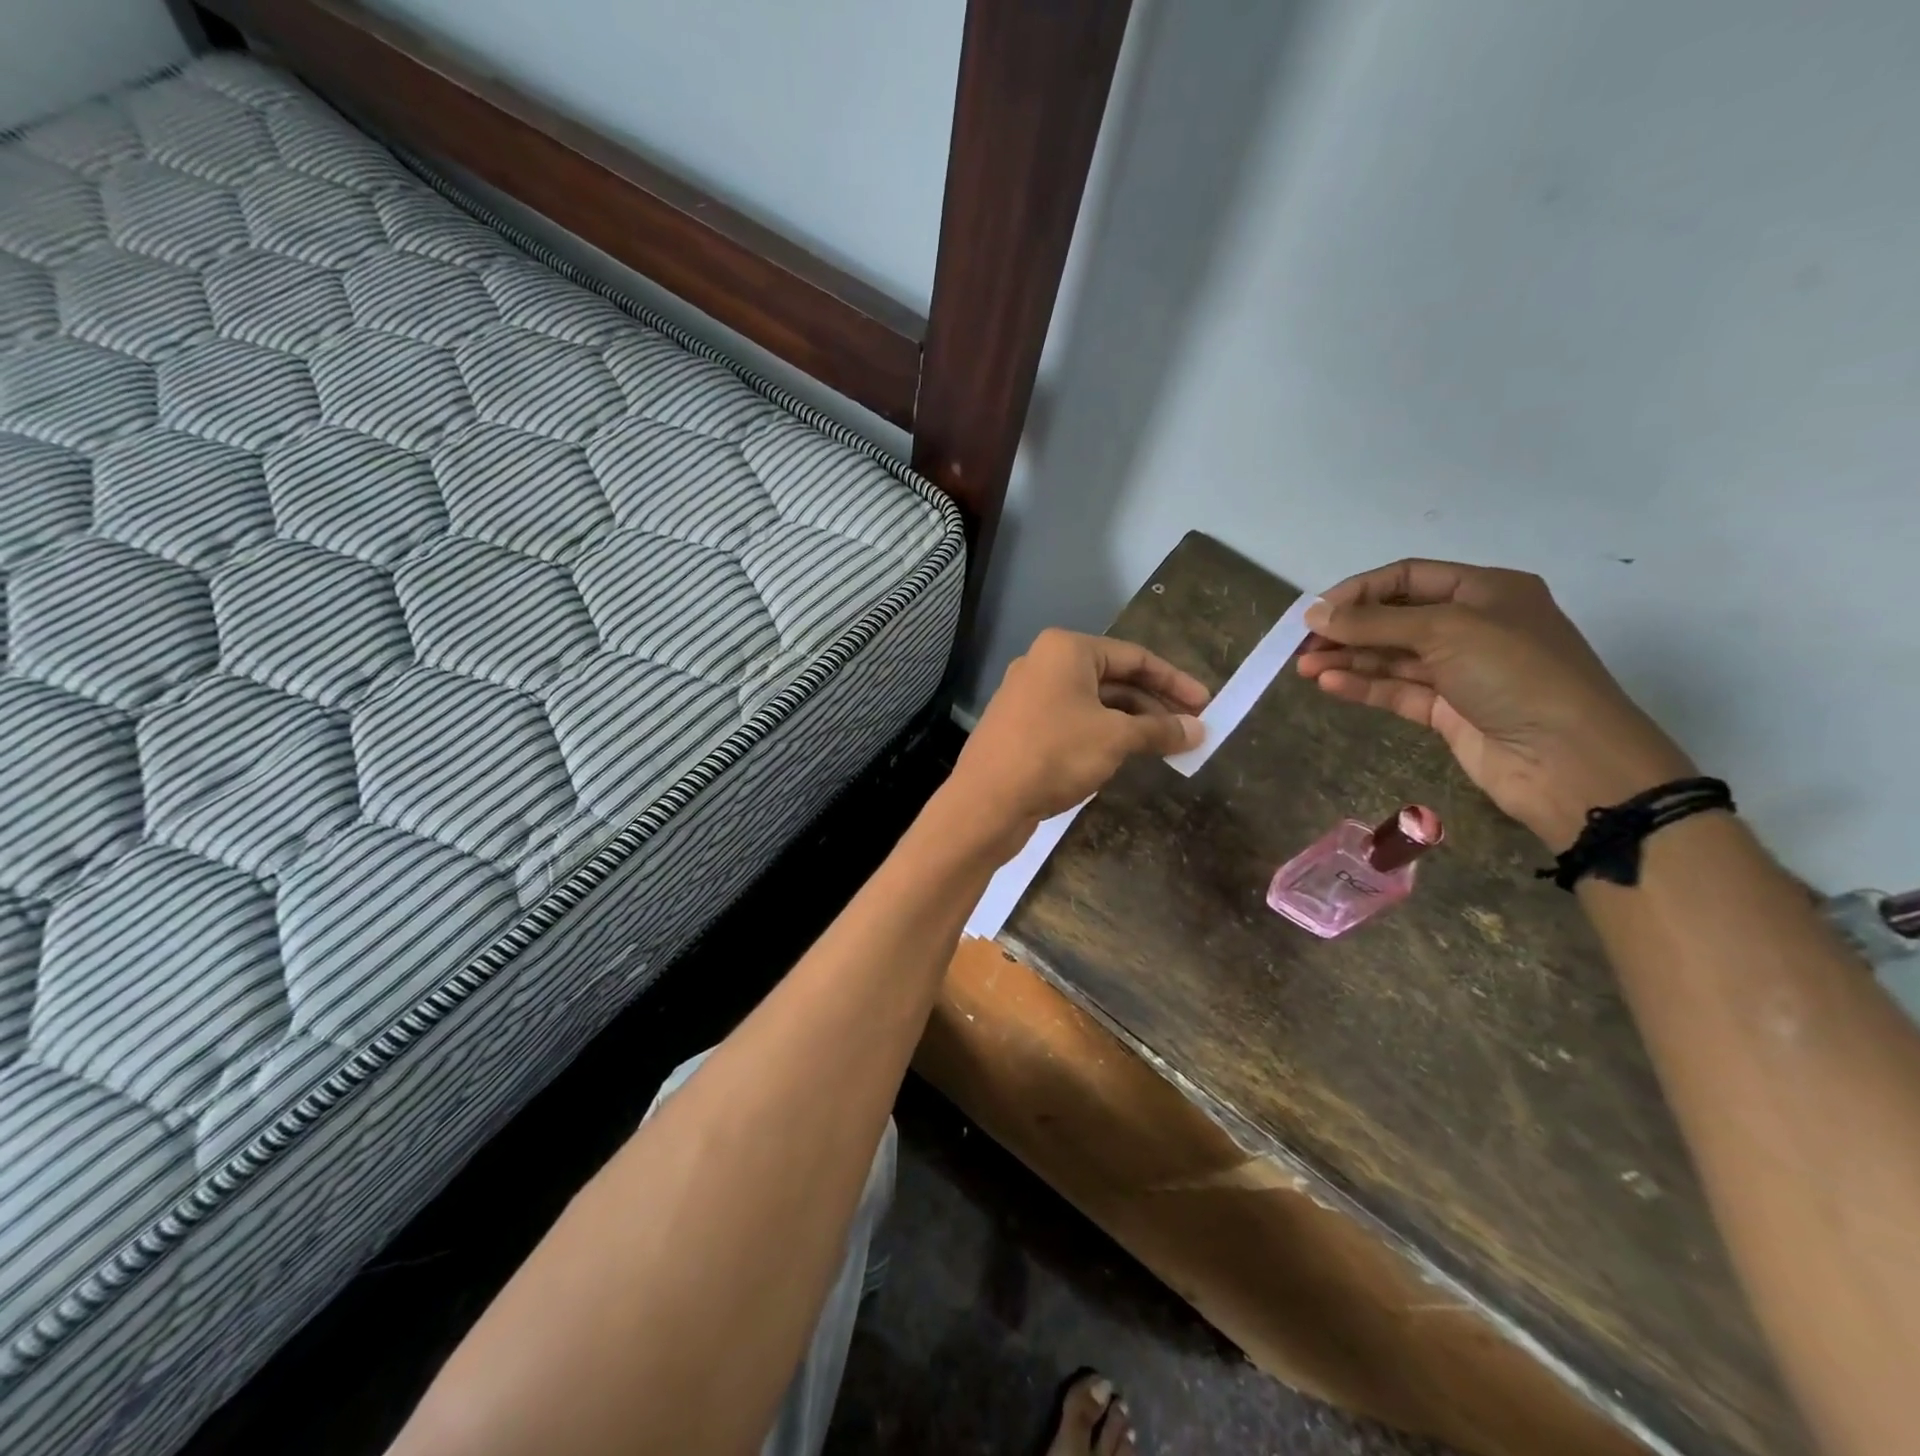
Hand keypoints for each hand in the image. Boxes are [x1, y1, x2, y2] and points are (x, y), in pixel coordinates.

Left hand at [948, 629, 1208, 855]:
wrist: (986, 802)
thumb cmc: (1054, 754)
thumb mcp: (1115, 739)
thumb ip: (1158, 729)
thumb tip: (1198, 730)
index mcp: (1066, 650)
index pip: (1134, 657)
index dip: (1174, 682)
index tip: (1205, 705)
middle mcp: (1044, 664)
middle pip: (1113, 679)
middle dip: (1153, 705)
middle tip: (1190, 730)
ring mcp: (1028, 697)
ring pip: (1092, 704)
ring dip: (1130, 723)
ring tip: (1164, 747)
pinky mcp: (1021, 727)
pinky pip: (1072, 722)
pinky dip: (1102, 735)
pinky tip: (1124, 757)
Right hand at [1296, 560, 1694, 849]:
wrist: (1568, 759)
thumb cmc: (1515, 674)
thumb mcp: (1446, 631)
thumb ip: (1375, 622)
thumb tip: (1314, 613)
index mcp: (1485, 592)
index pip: (1409, 577)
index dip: (1360, 590)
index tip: (1317, 611)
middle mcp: (1472, 626)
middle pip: (1395, 618)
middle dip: (1348, 628)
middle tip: (1301, 644)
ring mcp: (1460, 671)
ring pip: (1391, 657)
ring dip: (1347, 659)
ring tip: (1303, 667)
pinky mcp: (1448, 711)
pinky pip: (1396, 691)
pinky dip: (1363, 685)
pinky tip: (1328, 684)